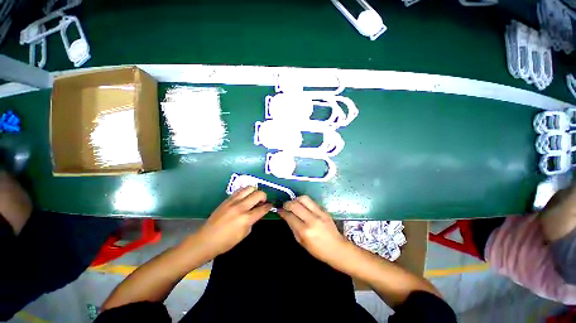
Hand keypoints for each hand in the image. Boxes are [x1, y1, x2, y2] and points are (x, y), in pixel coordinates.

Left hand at [196, 187, 270, 256]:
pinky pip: (239, 191)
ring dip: (254, 191)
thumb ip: (252, 221)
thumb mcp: (244, 234)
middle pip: (258, 194)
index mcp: (246, 219)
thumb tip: (256, 213)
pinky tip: (244, 198)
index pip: (263, 208)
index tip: (270, 205)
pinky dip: (245, 192)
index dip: (269, 206)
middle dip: (264, 196)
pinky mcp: (227, 200)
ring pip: (249, 188)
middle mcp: (241, 207)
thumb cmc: (227, 241)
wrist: (206, 239)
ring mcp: (233, 202)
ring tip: (253, 197)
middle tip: (262, 201)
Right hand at [278, 196, 348, 265]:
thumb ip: (293, 227)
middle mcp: (312, 219)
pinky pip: (312, 201)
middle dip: (287, 203)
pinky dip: (305, 202)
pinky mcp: (324, 210)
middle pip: (295, 205)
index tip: (279, 210)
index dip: (282, 212)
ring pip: (304, 198)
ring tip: (294, 203)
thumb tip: (286, 216)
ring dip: (296, 199)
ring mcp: (319, 213)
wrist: (337, 248)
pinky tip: (303, 206)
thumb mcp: (301, 242)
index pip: (290, 216)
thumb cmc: (318, 250)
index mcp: (305, 231)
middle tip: (285, 205)